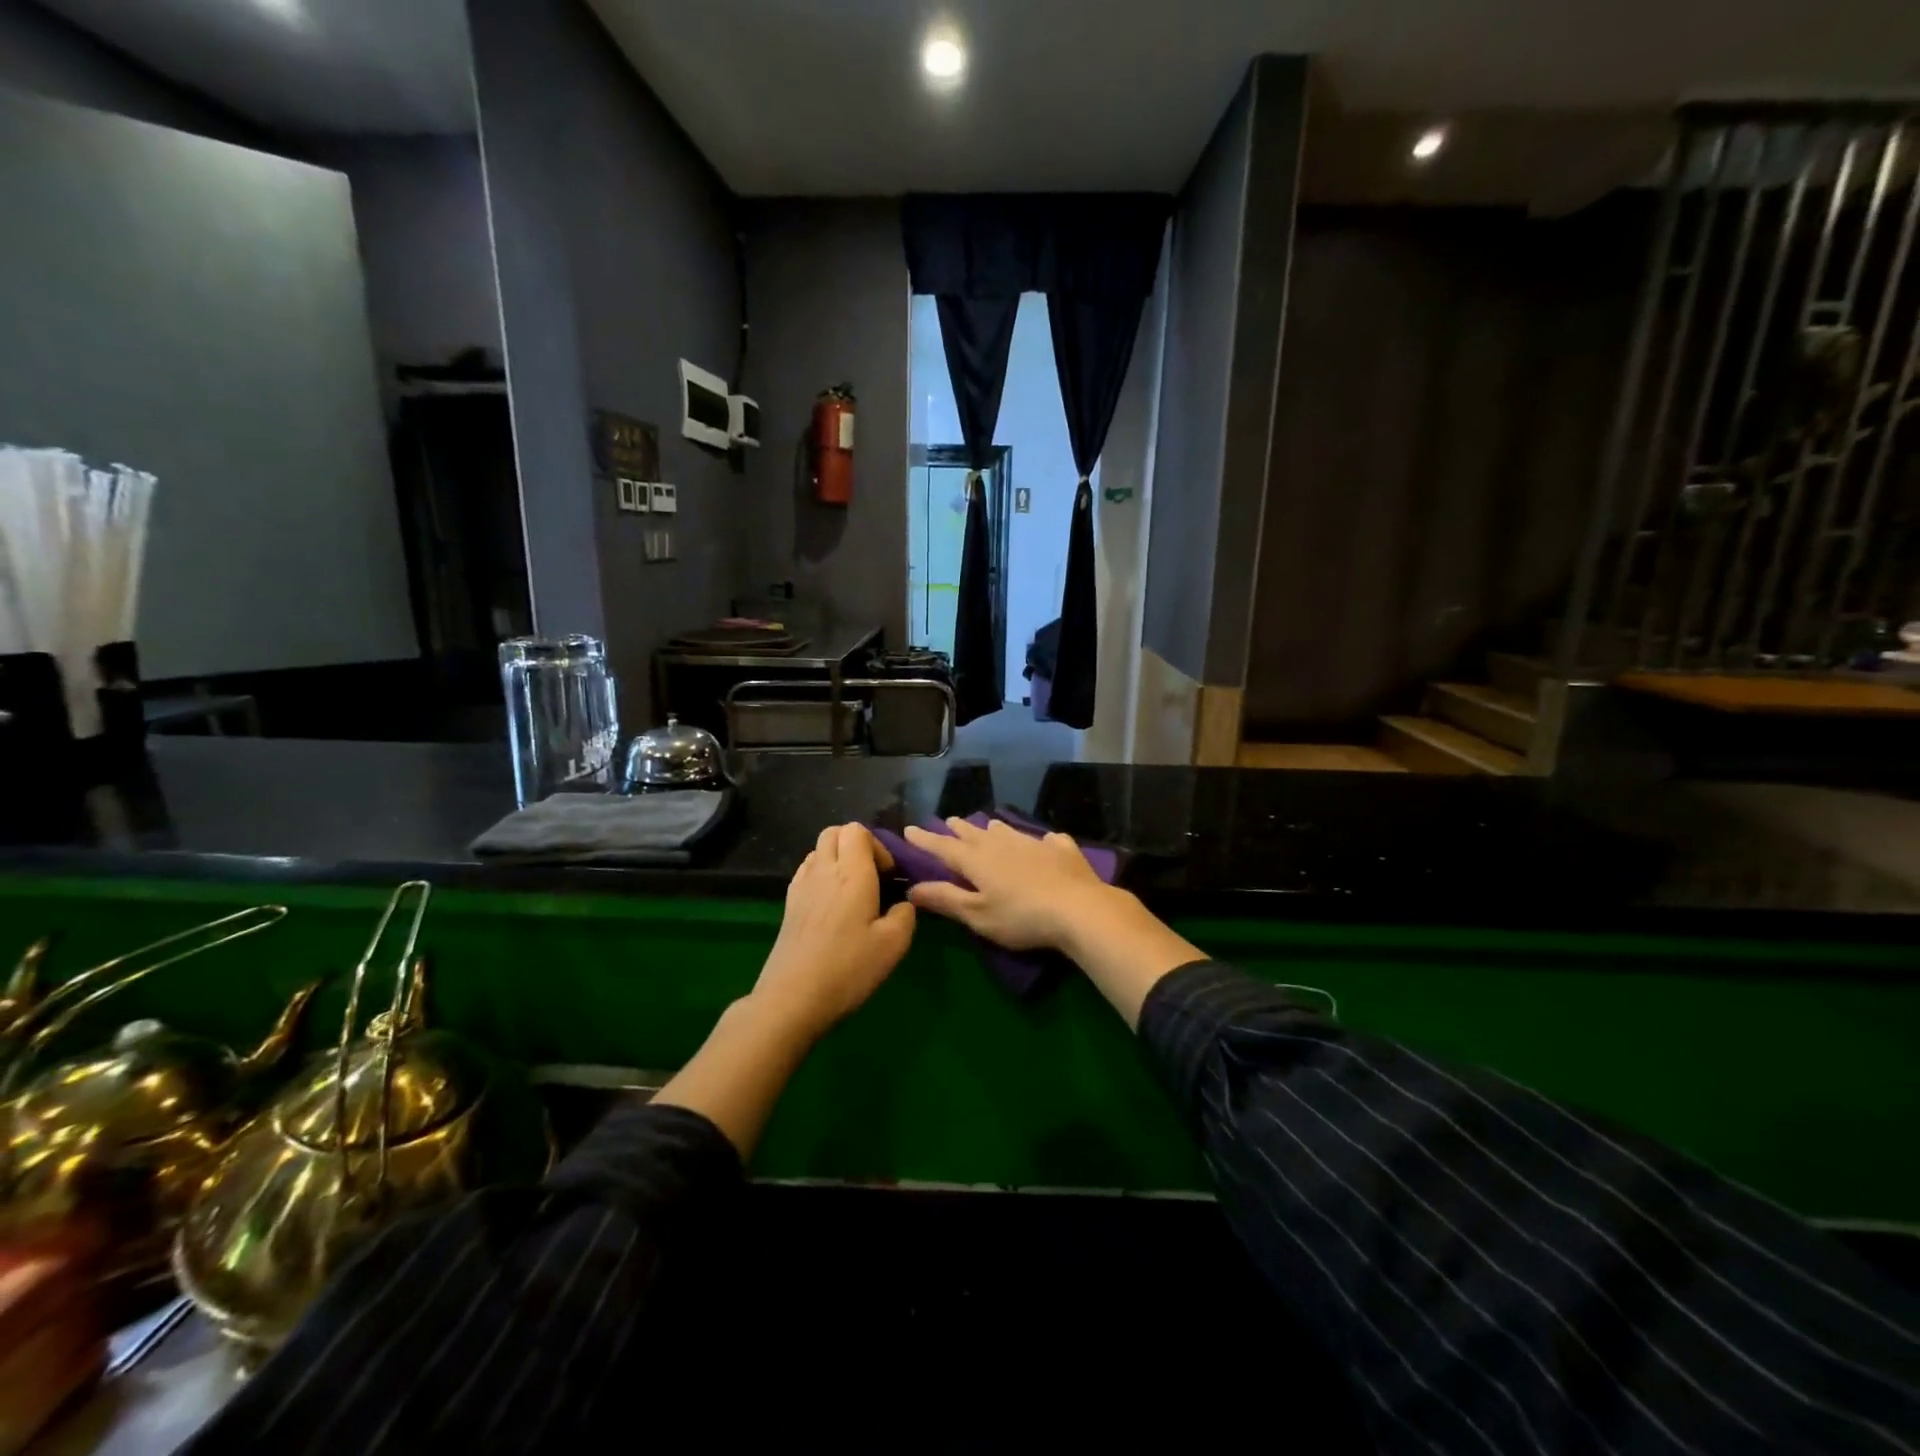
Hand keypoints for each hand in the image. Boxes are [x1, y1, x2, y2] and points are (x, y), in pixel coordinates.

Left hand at [751, 823, 916, 1039]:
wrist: (792, 998)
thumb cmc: (848, 968)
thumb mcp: (893, 945)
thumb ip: (906, 915)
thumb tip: (903, 903)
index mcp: (852, 873)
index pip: (857, 830)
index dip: (877, 845)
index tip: (888, 875)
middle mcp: (823, 870)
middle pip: (834, 833)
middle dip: (856, 844)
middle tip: (872, 876)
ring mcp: (801, 886)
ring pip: (818, 851)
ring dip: (837, 859)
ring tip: (853, 891)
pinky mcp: (788, 905)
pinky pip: (806, 872)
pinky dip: (822, 875)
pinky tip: (832, 906)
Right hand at [902, 818, 1113, 951]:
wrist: (1080, 908)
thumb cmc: (1021, 917)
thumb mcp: (977, 915)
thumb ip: (945, 899)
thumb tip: (912, 888)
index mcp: (977, 860)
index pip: (944, 847)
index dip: (925, 840)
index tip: (909, 829)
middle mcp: (1002, 844)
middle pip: (974, 834)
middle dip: (959, 829)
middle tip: (949, 821)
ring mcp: (1034, 843)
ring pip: (1007, 831)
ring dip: (994, 829)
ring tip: (989, 826)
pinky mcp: (1062, 850)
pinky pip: (1048, 840)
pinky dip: (1041, 840)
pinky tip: (1047, 841)